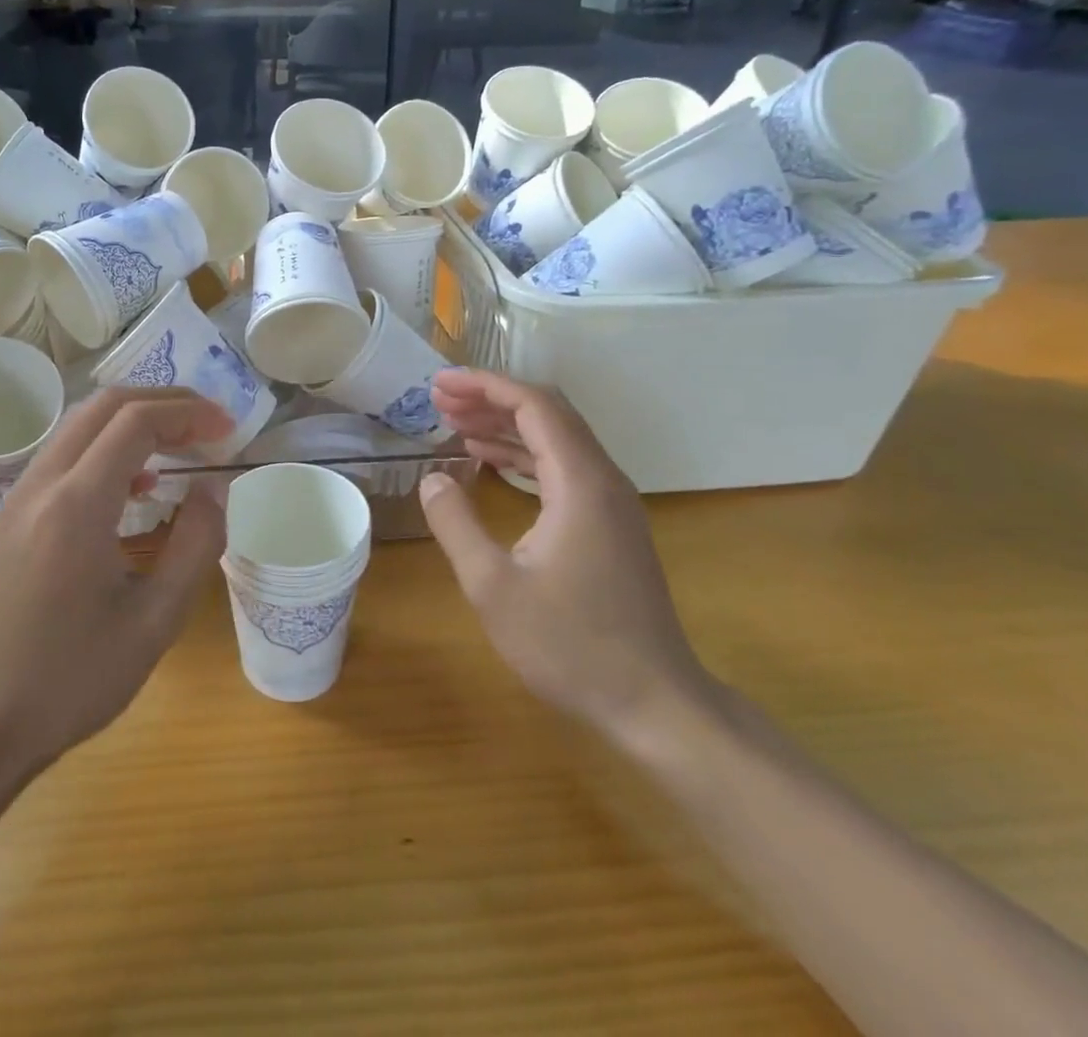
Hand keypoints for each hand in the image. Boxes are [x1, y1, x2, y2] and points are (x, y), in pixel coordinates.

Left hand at [0, 388, 233, 784]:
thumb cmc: (75, 681)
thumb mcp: (156, 621)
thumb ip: (196, 545)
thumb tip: (213, 489)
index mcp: (75, 508)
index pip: (135, 423)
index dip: (188, 414)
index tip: (226, 429)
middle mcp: (37, 489)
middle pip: (101, 408)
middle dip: (160, 403)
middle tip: (206, 423)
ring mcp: (11, 502)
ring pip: (75, 430)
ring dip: (129, 425)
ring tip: (177, 450)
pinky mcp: (1, 521)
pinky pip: (56, 463)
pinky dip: (100, 453)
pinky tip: (129, 492)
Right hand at [419, 368, 713, 745]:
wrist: (655, 704)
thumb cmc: (570, 645)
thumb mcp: (493, 586)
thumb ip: (456, 524)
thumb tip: (432, 478)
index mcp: (580, 483)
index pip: (533, 406)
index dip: (484, 386)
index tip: (439, 384)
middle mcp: (602, 480)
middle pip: (548, 413)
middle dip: (491, 398)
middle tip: (439, 400)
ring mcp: (611, 503)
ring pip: (556, 440)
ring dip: (505, 426)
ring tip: (454, 424)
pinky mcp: (609, 524)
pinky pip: (563, 468)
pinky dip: (522, 456)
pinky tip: (489, 464)